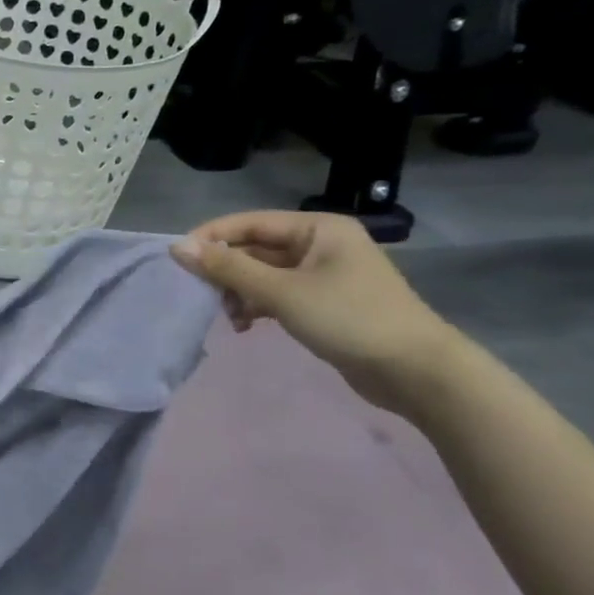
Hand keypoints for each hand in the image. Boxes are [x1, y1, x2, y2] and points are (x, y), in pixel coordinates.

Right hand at [171, 210, 460, 414]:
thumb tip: (178, 247)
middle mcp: (321, 244)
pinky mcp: (325, 303)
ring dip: (240, 292)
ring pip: (264, 274)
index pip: (250, 222)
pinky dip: (257, 306)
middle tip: (200, 294)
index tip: (178, 258)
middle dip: (226, 271)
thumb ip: (228, 269)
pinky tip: (245, 325)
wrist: (416, 372)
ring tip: (229, 316)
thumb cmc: (349, 319)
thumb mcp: (281, 292)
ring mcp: (324, 275)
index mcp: (318, 228)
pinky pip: (278, 294)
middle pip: (256, 248)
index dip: (212, 237)